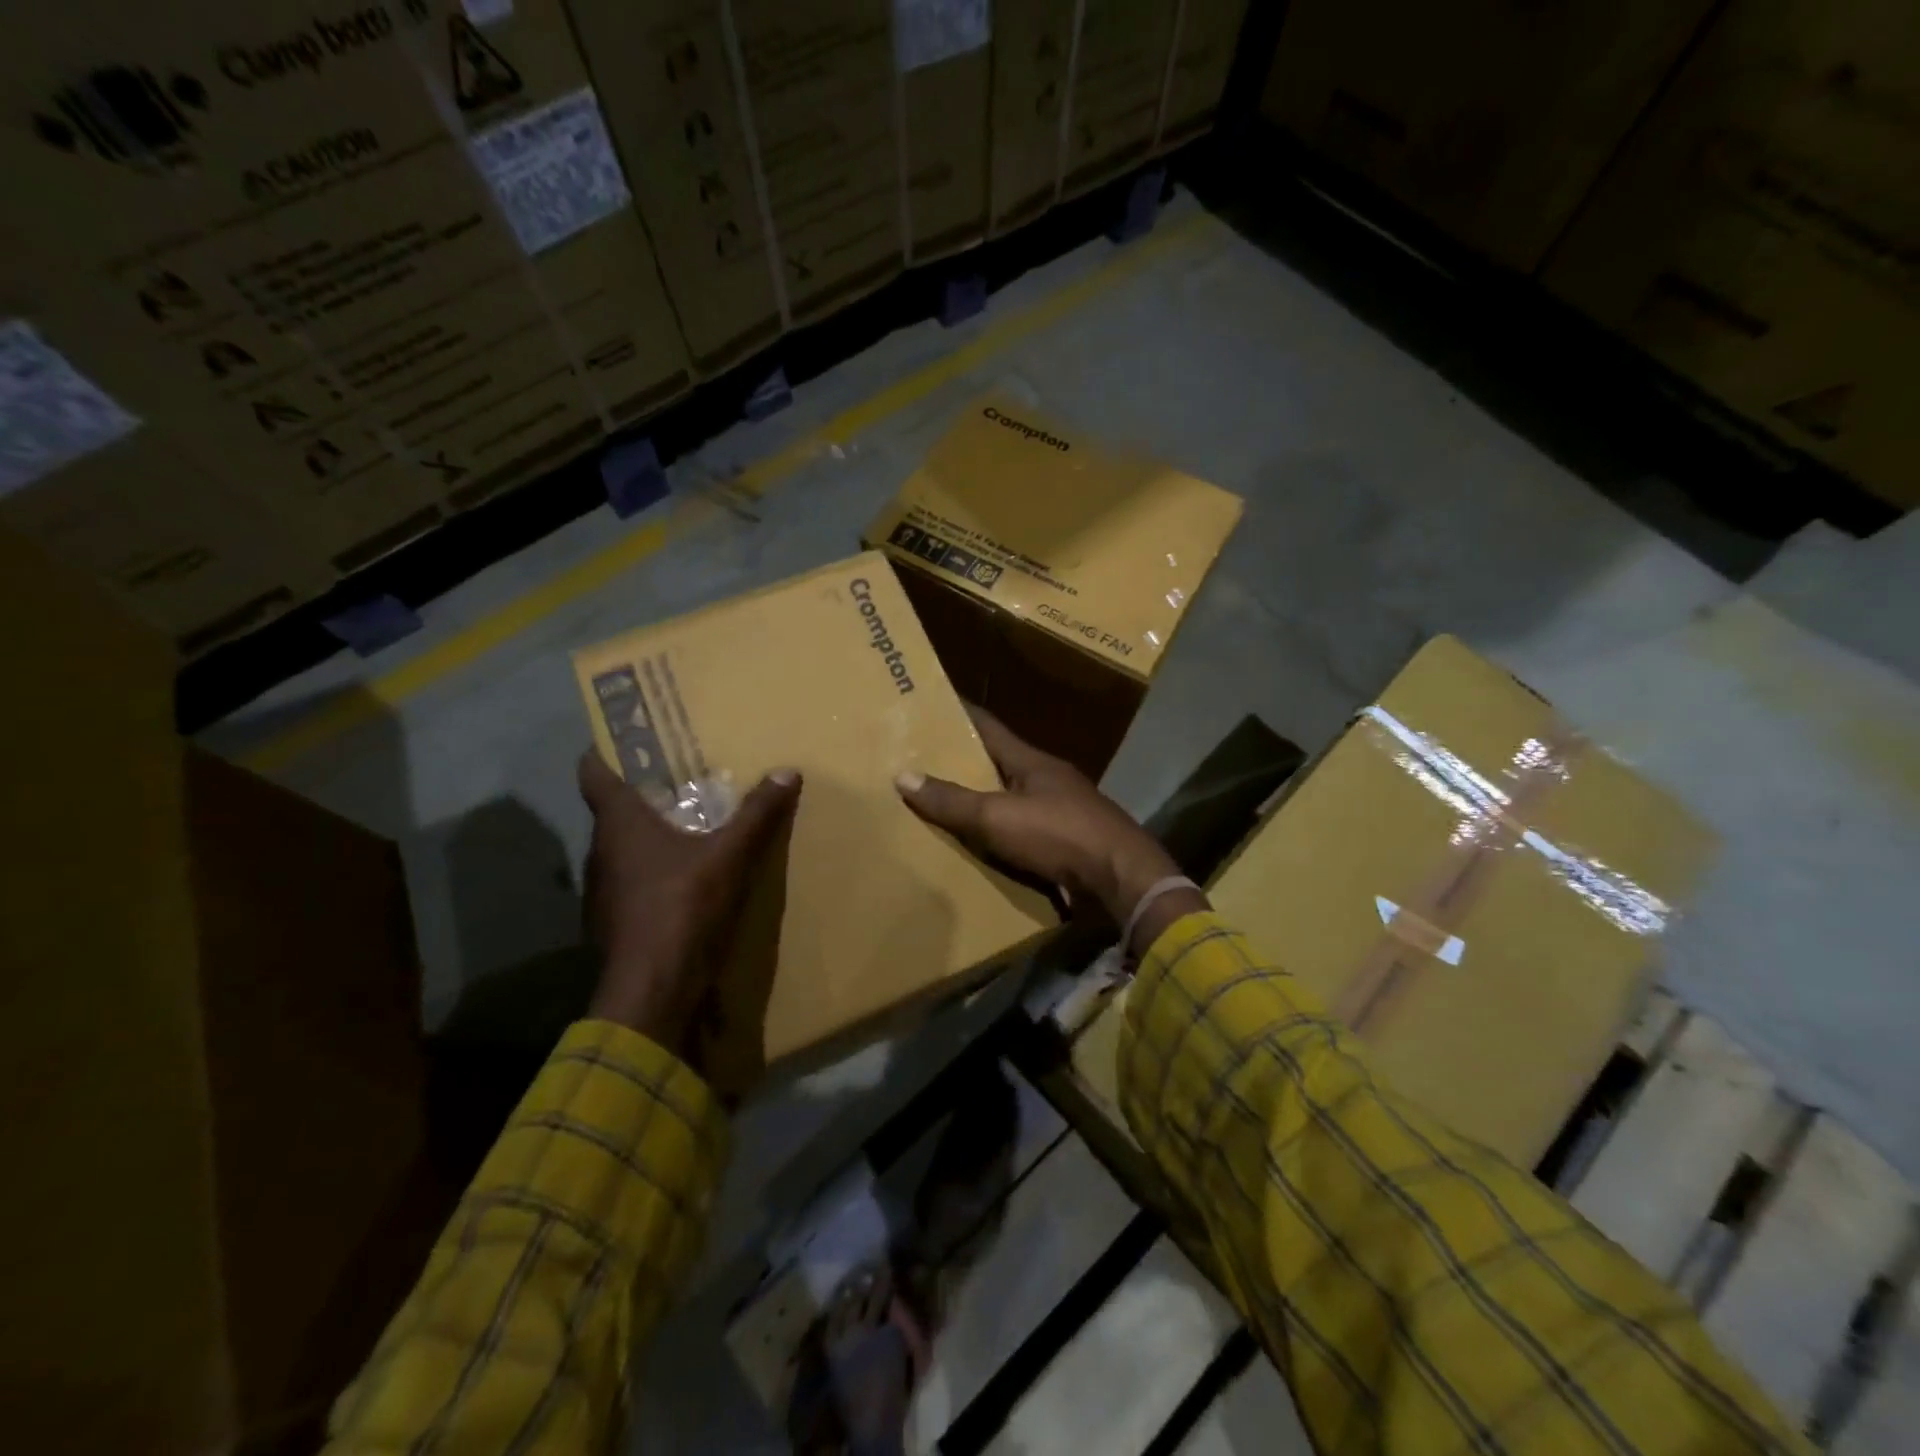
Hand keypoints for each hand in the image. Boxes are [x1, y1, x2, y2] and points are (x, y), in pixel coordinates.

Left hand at [577, 751, 800, 1062]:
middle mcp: (601, 851)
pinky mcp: (612, 922)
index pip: (593, 773)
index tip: (621, 737)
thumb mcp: (729, 857)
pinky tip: (682, 880)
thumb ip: (756, 815)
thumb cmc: (682, 908)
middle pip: (612, 811)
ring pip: (621, 849)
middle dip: (641, 794)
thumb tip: (787, 771)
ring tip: (685, 826)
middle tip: (677, 778)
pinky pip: (630, 882)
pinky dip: (651, 872)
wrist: (651, 991)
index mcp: (619, 824)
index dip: (602, 751)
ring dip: (647, 836)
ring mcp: (602, 891)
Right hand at [894, 709, 1206, 953]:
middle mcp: (1047, 779)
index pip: (988, 726)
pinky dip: (999, 834)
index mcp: (1031, 761)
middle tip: (921, 762)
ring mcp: (1062, 811)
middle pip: (998, 763)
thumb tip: (903, 775)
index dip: (959, 714)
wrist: (1122, 879)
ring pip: (1011, 799)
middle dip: (963, 762)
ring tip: (942, 805)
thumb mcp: (997, 817)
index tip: (930, 704)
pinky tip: (979, 845)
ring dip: (982, 801)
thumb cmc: (1059, 834)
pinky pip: (1023, 832)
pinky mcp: (1068, 843)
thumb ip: (952, 800)